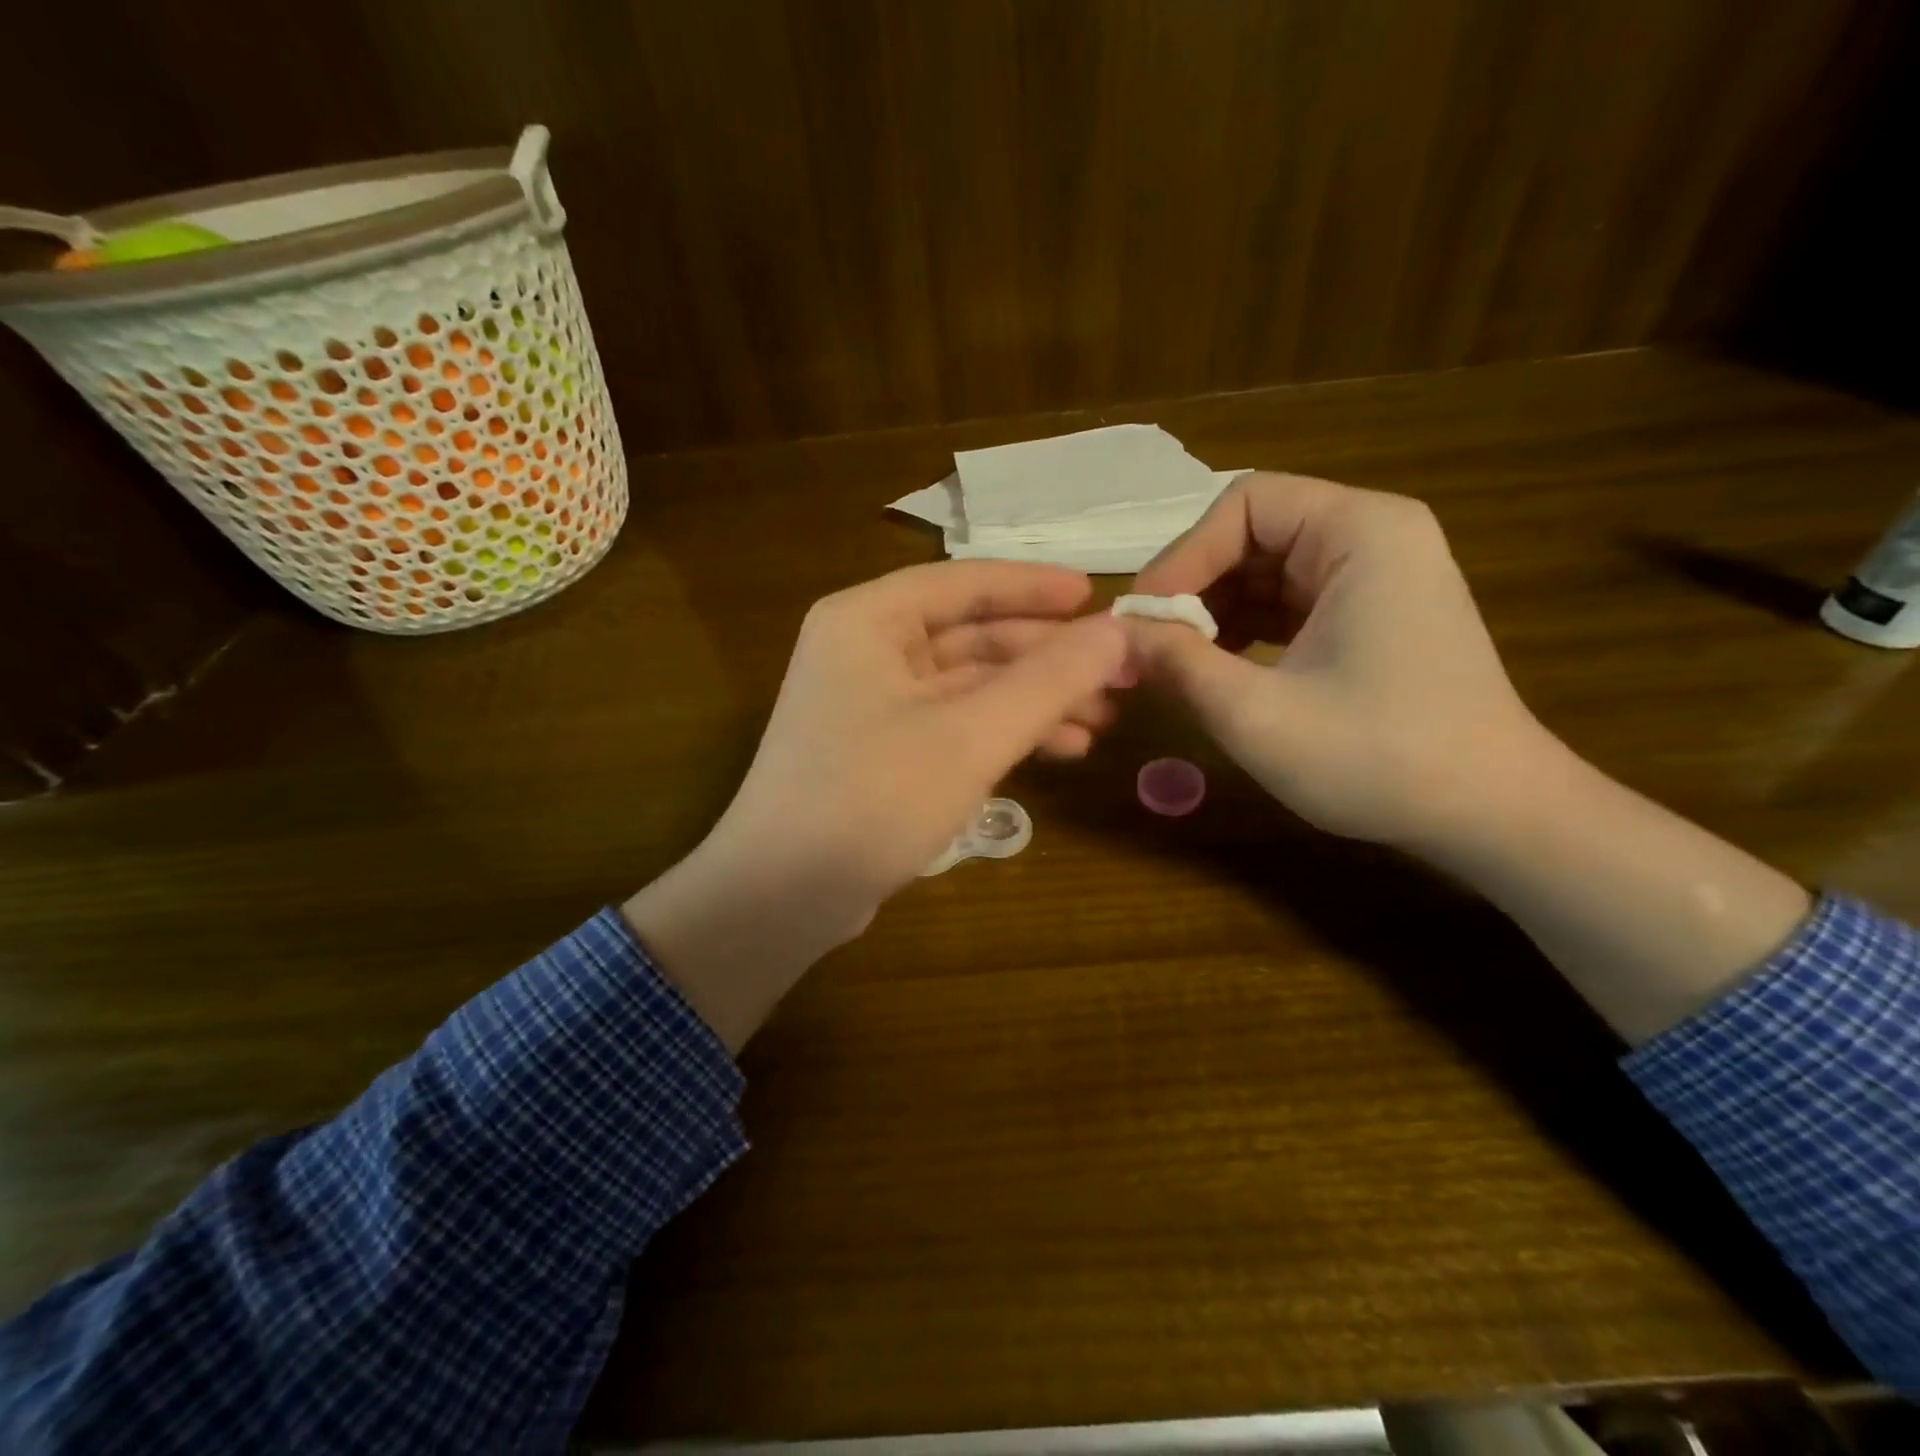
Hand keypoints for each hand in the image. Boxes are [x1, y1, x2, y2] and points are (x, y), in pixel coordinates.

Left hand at [626, 561, 1127, 1046]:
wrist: (782, 897)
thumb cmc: (872, 799)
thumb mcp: (971, 736)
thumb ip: (1048, 680)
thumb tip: (1119, 632)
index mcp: (869, 620)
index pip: (966, 583)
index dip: (1037, 588)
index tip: (1101, 596)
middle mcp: (865, 649)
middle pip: (973, 635)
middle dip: (1046, 657)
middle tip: (1119, 672)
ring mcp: (871, 703)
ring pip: (969, 684)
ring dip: (1034, 699)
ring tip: (1104, 719)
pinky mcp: (882, 751)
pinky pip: (955, 723)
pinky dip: (1004, 733)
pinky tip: (1060, 751)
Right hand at [1121, 471, 1548, 848]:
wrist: (1491, 815)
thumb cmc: (1379, 759)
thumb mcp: (1256, 715)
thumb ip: (1177, 665)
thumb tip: (1117, 636)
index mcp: (1360, 532)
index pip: (1244, 504)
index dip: (1183, 556)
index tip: (1143, 619)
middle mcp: (1373, 536)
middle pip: (1252, 533)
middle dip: (1195, 588)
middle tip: (1152, 646)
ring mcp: (1376, 576)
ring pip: (1264, 570)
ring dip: (1213, 612)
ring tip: (1179, 664)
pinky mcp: (1371, 615)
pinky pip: (1288, 601)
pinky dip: (1244, 630)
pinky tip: (1219, 670)